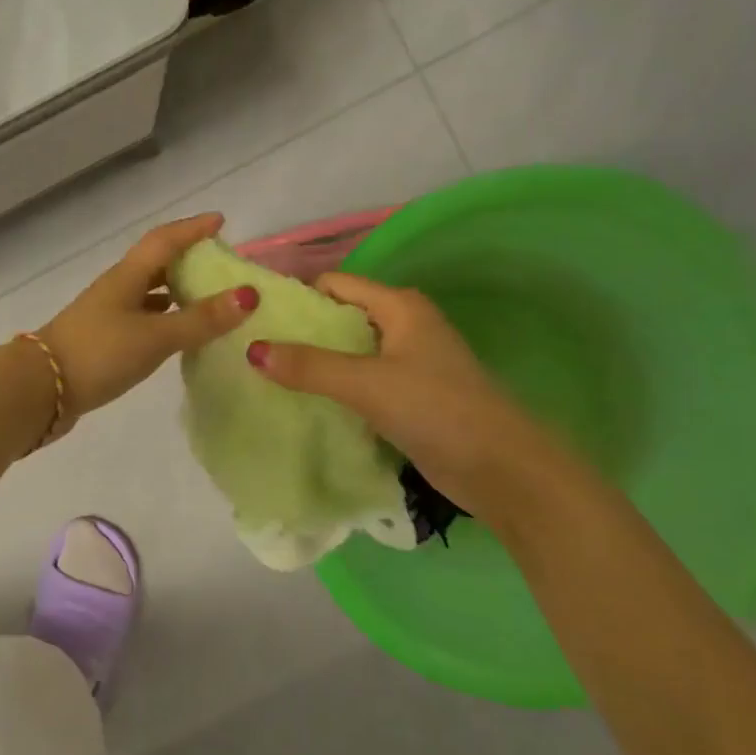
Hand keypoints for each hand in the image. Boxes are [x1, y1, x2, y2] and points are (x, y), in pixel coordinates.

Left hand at [38, 214, 258, 426]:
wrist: (41, 390)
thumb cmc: (99, 353)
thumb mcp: (155, 336)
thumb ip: (201, 319)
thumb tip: (249, 294)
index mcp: (127, 277)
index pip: (164, 240)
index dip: (192, 228)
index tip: (221, 222)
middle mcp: (117, 289)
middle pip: (156, 263)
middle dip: (188, 258)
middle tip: (221, 264)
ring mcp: (107, 314)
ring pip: (148, 292)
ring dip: (176, 289)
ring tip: (209, 297)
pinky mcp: (103, 339)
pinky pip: (142, 317)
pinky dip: (164, 318)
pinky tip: (177, 332)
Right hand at [247, 273, 558, 513]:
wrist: (502, 469)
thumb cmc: (437, 410)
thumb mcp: (366, 384)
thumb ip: (309, 366)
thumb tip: (253, 350)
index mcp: (399, 307)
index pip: (335, 285)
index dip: (297, 297)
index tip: (257, 319)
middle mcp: (403, 326)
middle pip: (339, 318)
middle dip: (300, 333)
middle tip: (255, 351)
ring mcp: (408, 363)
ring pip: (348, 353)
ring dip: (315, 364)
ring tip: (269, 377)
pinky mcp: (408, 396)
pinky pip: (359, 382)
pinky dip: (334, 388)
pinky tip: (304, 403)